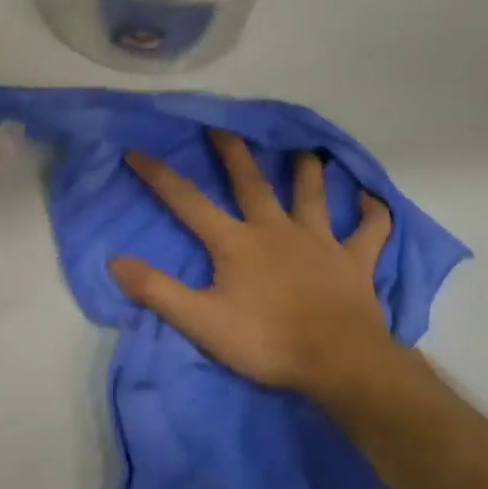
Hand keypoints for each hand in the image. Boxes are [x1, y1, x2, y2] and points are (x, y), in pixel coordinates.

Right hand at [110, 131, 402, 409]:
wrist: (339, 362)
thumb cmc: (266, 341)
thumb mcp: (200, 321)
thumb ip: (156, 290)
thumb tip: (115, 261)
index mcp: (236, 242)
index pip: (188, 202)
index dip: (159, 175)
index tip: (136, 151)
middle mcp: (276, 230)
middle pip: (251, 182)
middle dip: (233, 152)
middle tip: (223, 126)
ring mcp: (320, 241)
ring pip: (313, 195)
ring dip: (307, 171)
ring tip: (304, 150)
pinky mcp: (355, 261)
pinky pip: (370, 230)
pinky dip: (372, 213)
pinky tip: (373, 200)